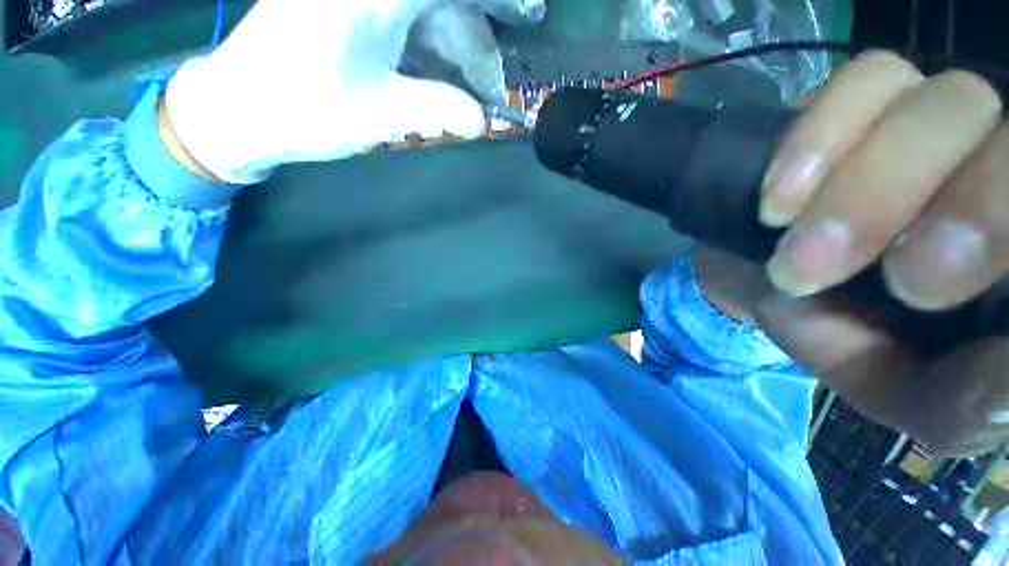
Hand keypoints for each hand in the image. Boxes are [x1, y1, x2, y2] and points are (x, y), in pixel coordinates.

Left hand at [164, 0, 542, 184]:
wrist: (241, 109)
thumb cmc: (303, 111)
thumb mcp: (379, 115)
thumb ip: (437, 110)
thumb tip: (482, 121)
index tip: (531, 12)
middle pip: (445, 5)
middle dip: (476, 48)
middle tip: (492, 94)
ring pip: (429, 17)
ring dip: (454, 59)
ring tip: (469, 102)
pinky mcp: (354, 10)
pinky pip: (408, 25)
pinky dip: (430, 56)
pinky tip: (439, 86)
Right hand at [745, 51, 1007, 455]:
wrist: (777, 285)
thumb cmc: (854, 340)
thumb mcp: (910, 396)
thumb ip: (964, 403)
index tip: (930, 295)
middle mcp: (998, 162)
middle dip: (963, 209)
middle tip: (895, 281)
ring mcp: (937, 118)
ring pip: (942, 100)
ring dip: (865, 188)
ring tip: (797, 257)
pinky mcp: (870, 100)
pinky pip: (863, 81)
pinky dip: (815, 143)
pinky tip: (777, 203)